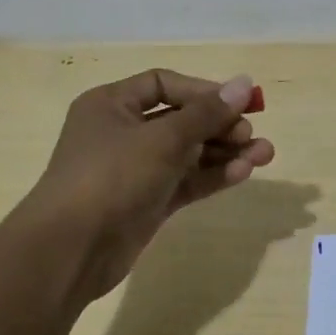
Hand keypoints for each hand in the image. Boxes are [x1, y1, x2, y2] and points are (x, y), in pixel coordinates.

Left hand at [26, 69, 273, 302]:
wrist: (70, 250)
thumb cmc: (111, 176)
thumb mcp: (163, 139)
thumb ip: (207, 113)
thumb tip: (245, 83)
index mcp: (112, 105)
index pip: (164, 84)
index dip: (203, 91)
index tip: (239, 102)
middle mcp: (122, 132)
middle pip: (181, 119)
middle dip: (220, 125)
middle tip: (251, 134)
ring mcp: (135, 170)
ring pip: (188, 153)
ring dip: (225, 152)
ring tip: (265, 155)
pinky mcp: (147, 201)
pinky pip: (186, 181)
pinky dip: (212, 176)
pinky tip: (243, 173)